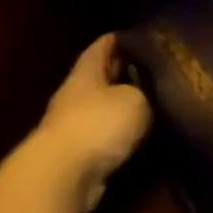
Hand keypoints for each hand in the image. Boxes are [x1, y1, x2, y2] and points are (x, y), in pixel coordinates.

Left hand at [36, 33, 150, 211]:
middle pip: (99, 78)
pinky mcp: (74, 157)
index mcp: (86, 73)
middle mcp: (74, 96)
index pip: (102, 47)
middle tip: (151, 71)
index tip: (138, 36)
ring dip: (119, 108)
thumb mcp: (134, 100)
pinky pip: (101, 138)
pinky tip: (137, 137)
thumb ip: (142, 92)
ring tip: (150, 106)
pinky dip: (117, 136)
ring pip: (100, 110)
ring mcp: (71, 127)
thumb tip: (144, 95)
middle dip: (122, 74)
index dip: (119, 39)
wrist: (61, 176)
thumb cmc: (98, 124)